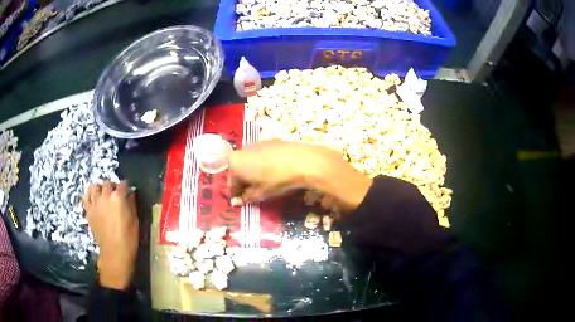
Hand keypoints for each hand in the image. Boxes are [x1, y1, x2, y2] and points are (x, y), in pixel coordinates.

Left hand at [83, 181, 138, 289]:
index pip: (123, 184)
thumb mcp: (135, 220)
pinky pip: (86, 197)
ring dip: (100, 188)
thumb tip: (130, 194)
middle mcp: (105, 196)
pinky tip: (94, 200)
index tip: (128, 191)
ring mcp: (95, 203)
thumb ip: (132, 204)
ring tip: (103, 195)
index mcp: (118, 198)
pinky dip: (89, 195)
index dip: (126, 187)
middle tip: (116, 194)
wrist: (114, 252)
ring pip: (94, 186)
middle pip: (107, 183)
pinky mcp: (89, 210)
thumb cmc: (128, 238)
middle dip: (113, 186)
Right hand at [227, 141, 371, 212]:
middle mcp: (242, 150)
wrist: (302, 161)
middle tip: (249, 194)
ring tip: (260, 184)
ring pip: (249, 161)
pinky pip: (259, 156)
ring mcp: (256, 144)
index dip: (234, 193)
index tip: (238, 201)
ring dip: (251, 172)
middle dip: (242, 181)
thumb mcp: (261, 193)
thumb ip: (248, 196)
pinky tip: (271, 172)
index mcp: (235, 163)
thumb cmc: (277, 179)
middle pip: (238, 169)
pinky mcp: (270, 141)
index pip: (231, 182)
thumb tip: (243, 199)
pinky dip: (261, 165)